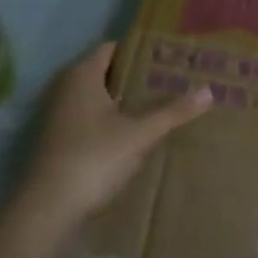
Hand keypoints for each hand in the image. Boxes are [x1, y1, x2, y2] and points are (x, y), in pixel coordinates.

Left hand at [18, 42, 210, 224]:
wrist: (47, 209)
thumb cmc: (94, 158)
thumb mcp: (140, 134)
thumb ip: (173, 112)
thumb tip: (209, 91)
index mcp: (82, 75)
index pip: (112, 48)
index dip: (138, 51)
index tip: (166, 57)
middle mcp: (66, 89)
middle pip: (105, 73)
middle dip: (135, 77)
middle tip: (169, 80)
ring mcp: (58, 117)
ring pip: (97, 99)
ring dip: (122, 101)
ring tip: (157, 105)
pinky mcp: (57, 142)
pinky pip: (89, 120)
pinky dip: (109, 121)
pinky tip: (132, 135)